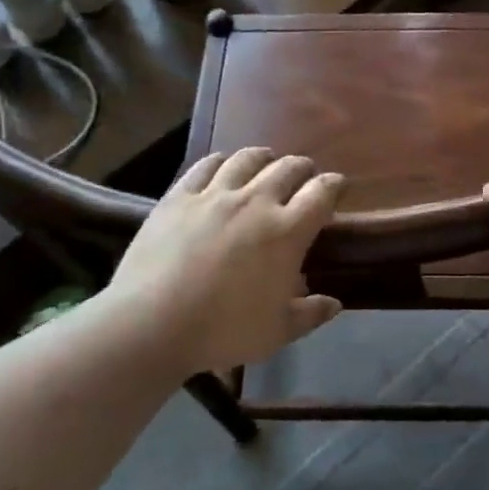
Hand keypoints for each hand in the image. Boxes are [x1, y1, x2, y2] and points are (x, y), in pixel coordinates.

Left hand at [99, 148, 344, 376]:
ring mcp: (215, 194)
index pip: (322, 192)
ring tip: (267, 162)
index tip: (338, 187)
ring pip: (248, 158)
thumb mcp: (277, 331)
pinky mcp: (179, 196)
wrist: (151, 324)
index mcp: (287, 231)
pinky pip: (206, 165)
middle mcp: (256, 201)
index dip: (334, 185)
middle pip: (288, 168)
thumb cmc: (223, 330)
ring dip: (265, 158)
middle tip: (304, 177)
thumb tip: (335, 303)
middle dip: (303, 168)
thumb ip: (310, 314)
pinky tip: (223, 166)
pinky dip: (222, 161)